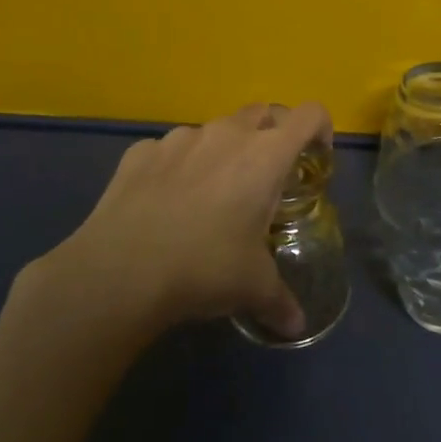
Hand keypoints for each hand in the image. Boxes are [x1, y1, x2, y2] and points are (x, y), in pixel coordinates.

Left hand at [28, 102, 329, 341]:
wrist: (120, 270)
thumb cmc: (204, 267)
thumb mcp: (253, 288)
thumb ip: (281, 301)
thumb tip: (296, 328)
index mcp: (265, 155)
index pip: (309, 115)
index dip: (320, 129)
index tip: (316, 156)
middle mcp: (226, 134)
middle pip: (262, 113)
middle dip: (270, 136)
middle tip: (264, 178)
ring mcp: (180, 138)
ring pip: (213, 130)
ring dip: (221, 151)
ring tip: (209, 195)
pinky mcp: (140, 152)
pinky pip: (168, 150)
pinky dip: (175, 166)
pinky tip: (164, 203)